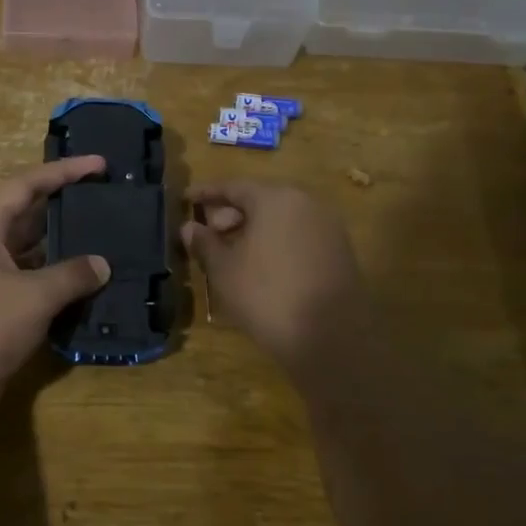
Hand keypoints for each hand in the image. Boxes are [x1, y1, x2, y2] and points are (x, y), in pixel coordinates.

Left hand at [0, 157, 111, 417]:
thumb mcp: (31, 296)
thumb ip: (70, 276)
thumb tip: (102, 264)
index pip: (25, 186)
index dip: (62, 172)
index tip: (99, 165)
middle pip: (30, 219)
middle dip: (67, 209)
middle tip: (108, 202)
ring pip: (35, 257)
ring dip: (67, 253)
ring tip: (109, 244)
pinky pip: (36, 290)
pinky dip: (61, 289)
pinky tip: (92, 290)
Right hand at [181, 181, 369, 369]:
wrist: (331, 338)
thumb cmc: (267, 295)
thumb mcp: (224, 270)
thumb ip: (205, 243)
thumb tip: (190, 227)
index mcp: (275, 198)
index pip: (233, 186)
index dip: (206, 193)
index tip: (186, 199)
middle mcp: (305, 203)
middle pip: (260, 199)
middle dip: (231, 214)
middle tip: (210, 235)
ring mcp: (327, 227)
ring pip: (281, 218)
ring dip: (253, 230)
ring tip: (232, 254)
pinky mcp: (339, 252)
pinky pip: (298, 235)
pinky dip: (276, 242)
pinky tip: (261, 267)